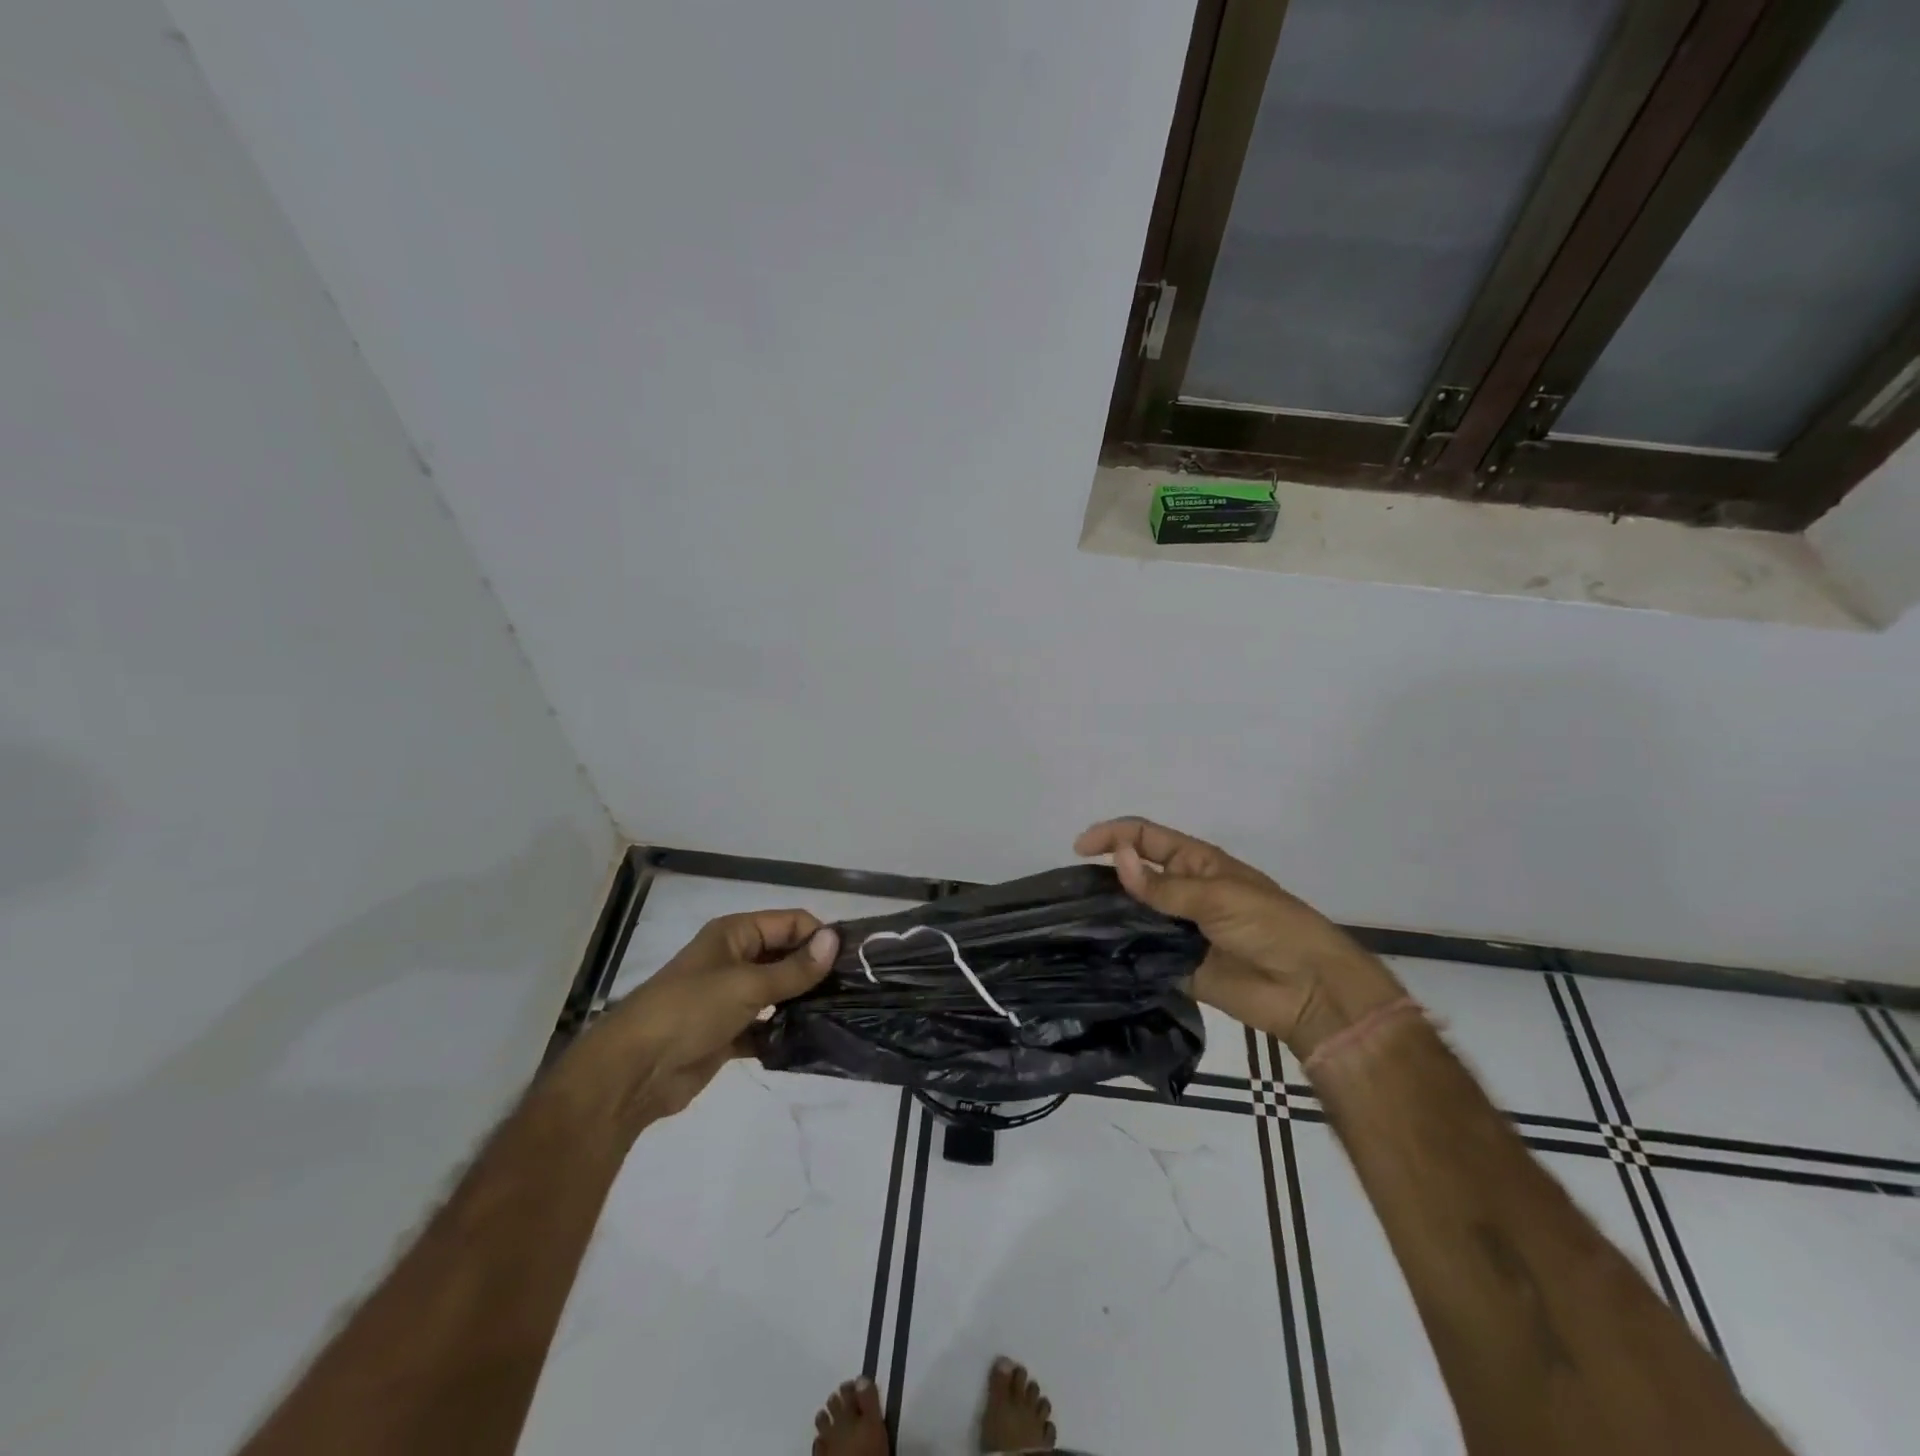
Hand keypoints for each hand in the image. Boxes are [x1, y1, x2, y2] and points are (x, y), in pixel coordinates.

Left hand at [584, 910, 839, 1126]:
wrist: (633, 1072)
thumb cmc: (690, 1011)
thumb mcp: (747, 985)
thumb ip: (794, 968)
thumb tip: (835, 940)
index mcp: (735, 934)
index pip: (790, 922)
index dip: (819, 936)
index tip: (852, 961)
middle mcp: (734, 959)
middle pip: (786, 955)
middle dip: (815, 970)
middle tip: (854, 990)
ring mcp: (731, 997)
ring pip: (778, 992)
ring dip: (802, 1001)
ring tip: (840, 1014)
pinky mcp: (729, 1032)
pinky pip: (767, 1026)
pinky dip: (784, 1032)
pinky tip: (810, 1041)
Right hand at [1075, 818, 1402, 1056]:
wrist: (1307, 988)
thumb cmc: (1269, 925)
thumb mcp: (1217, 896)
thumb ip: (1163, 886)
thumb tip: (1117, 858)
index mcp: (1196, 862)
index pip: (1145, 838)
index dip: (1113, 836)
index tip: (1080, 849)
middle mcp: (1182, 891)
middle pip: (1134, 875)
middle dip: (1105, 876)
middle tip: (1070, 892)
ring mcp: (1178, 929)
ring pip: (1134, 914)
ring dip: (1110, 915)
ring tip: (1073, 921)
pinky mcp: (1177, 966)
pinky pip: (1142, 953)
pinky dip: (1121, 952)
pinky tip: (1095, 954)